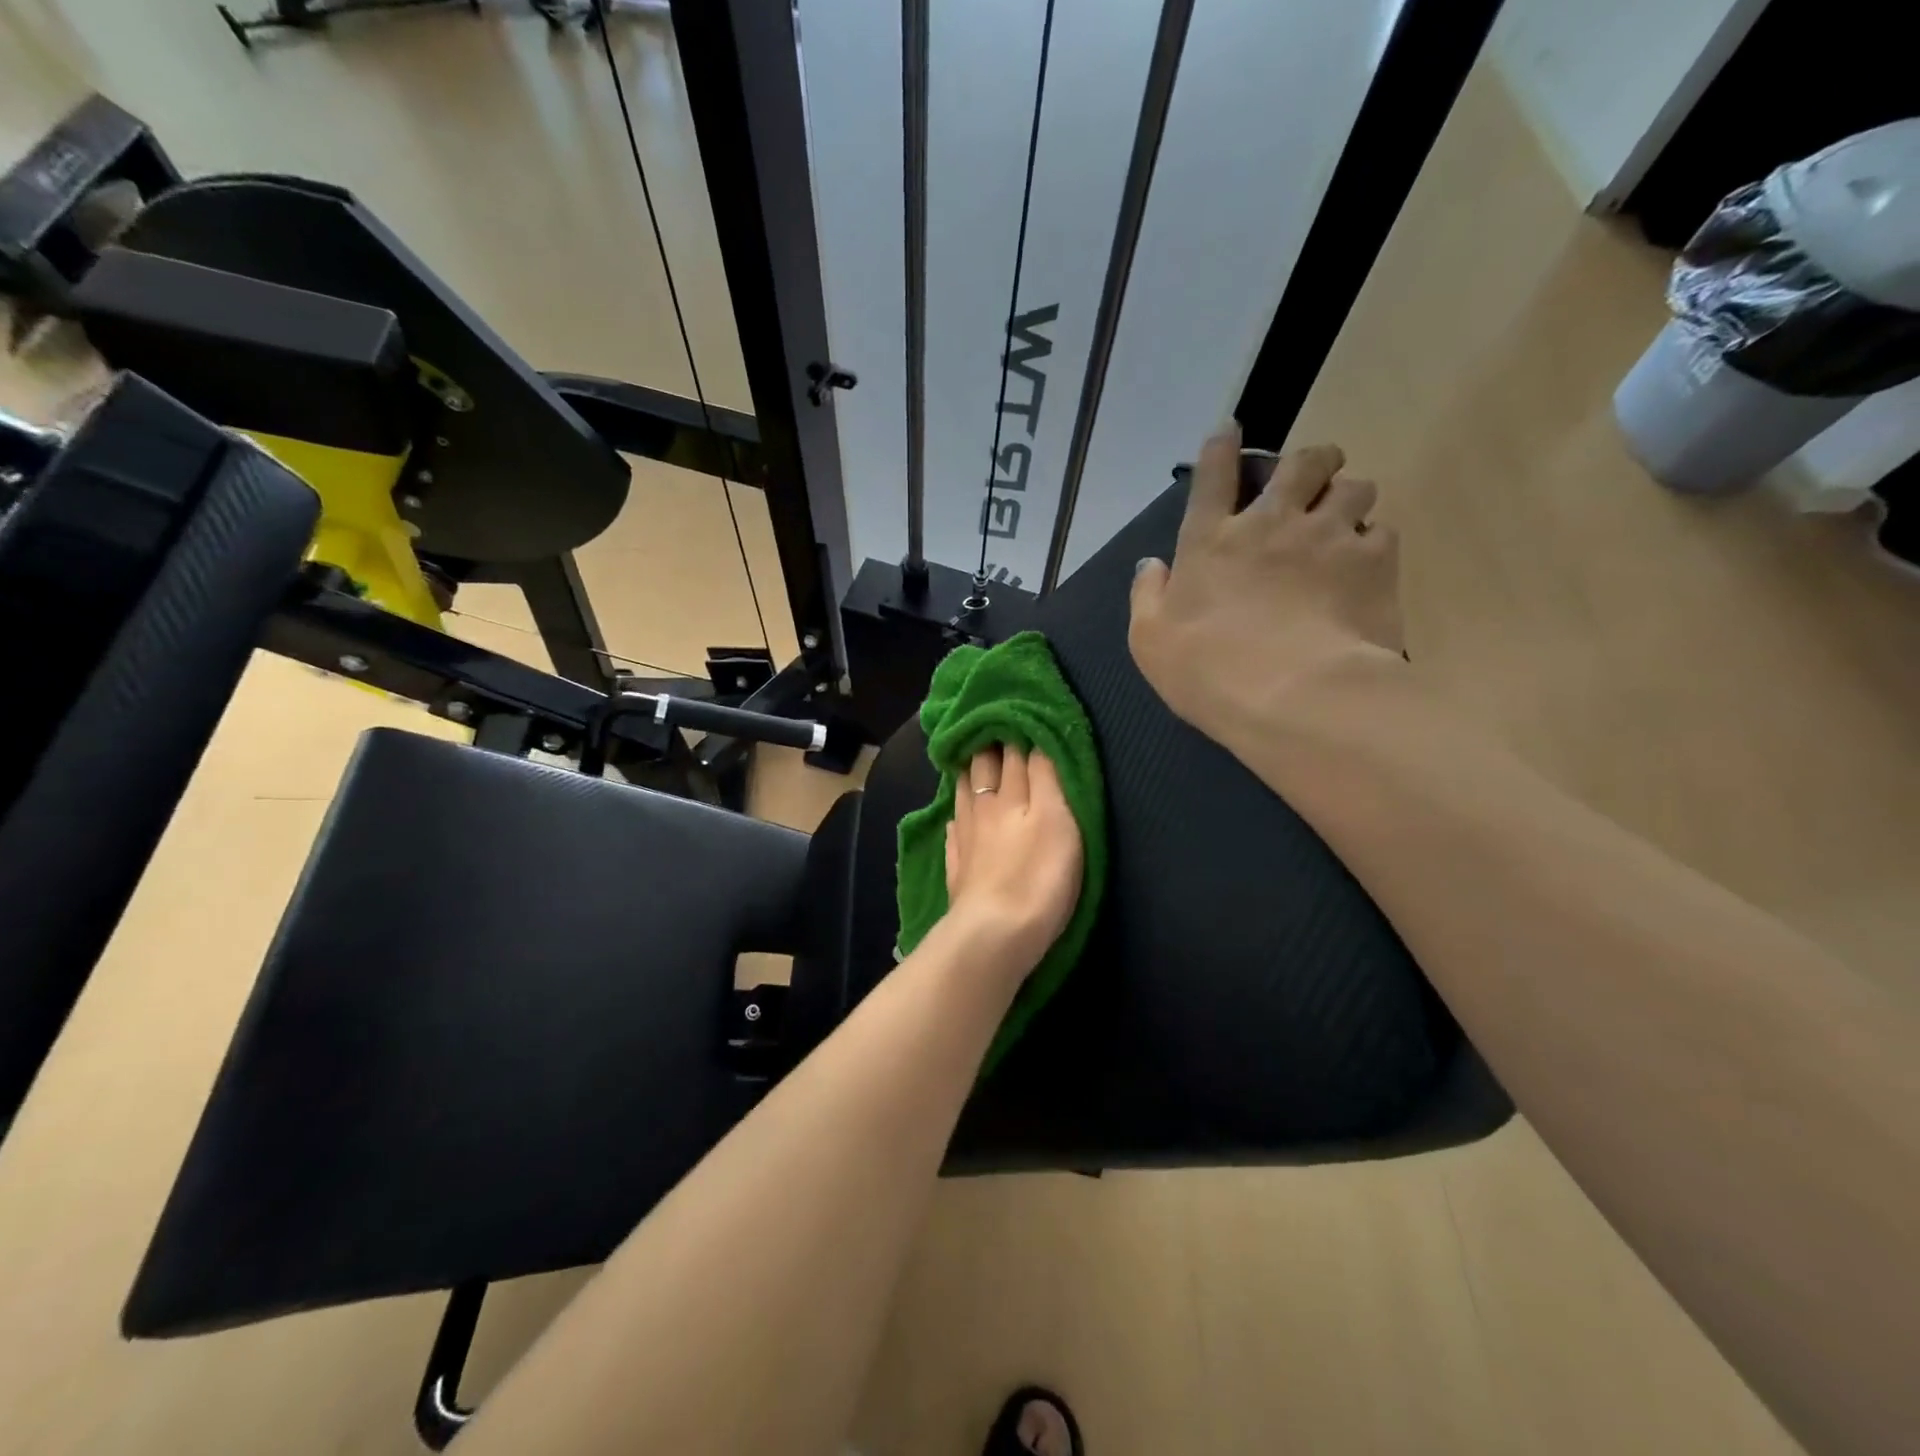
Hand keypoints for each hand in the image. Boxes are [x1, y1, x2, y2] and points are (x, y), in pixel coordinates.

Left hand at [943, 745, 1083, 985]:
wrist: (995, 933)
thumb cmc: (1038, 875)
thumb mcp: (1058, 818)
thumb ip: (1046, 776)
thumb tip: (1035, 737)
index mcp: (1010, 794)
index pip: (1013, 752)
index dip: (1016, 729)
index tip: (1017, 710)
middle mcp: (983, 808)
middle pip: (982, 767)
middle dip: (988, 744)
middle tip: (992, 727)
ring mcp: (966, 839)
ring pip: (964, 794)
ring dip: (968, 773)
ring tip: (971, 760)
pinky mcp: (958, 870)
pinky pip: (955, 832)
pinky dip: (957, 818)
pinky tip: (957, 819)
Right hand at [1129, 424, 1405, 750]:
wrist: (1294, 696)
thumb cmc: (1209, 672)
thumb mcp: (1150, 640)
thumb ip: (1148, 595)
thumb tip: (1153, 565)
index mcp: (1211, 540)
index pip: (1213, 475)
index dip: (1221, 446)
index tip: (1230, 429)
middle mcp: (1271, 523)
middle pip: (1300, 463)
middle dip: (1308, 460)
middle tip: (1312, 476)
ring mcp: (1327, 536)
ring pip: (1353, 485)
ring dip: (1347, 495)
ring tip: (1345, 519)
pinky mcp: (1374, 560)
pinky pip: (1382, 531)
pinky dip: (1374, 541)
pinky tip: (1367, 563)